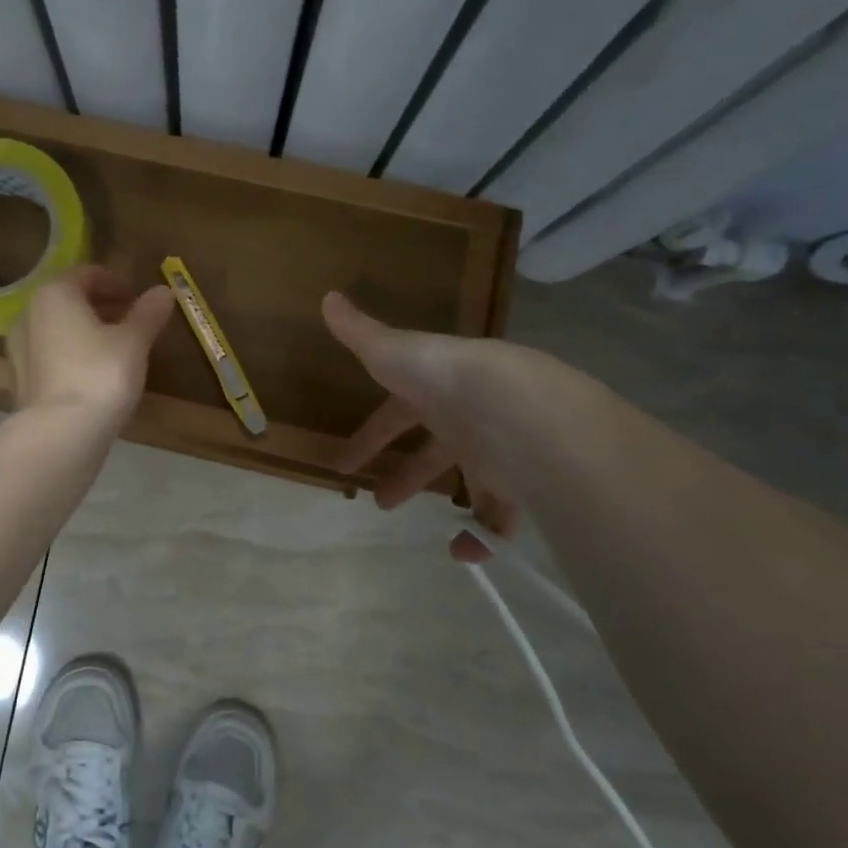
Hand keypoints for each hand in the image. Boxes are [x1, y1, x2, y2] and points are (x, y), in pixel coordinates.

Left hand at [8, 267, 174, 431]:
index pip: (88, 274)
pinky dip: (73, 355)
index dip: (117, 283)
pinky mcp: (20, 380)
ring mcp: (19, 349)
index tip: (139, 300)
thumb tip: (164, 291)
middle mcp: (29, 314)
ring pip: (59, 329)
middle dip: (102, 307)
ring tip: (118, 350)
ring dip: (87, 332)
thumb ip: (148, 313)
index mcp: (54, 294)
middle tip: (132, 323)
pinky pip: (51, 356)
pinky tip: (95, 375)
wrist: (60, 434)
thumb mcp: (134, 342)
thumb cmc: (100, 375)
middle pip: (70, 300)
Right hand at [322, 291, 522, 560]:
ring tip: (443, 541)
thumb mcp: (392, 352)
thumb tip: (327, 297)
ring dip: (456, 510)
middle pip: (434, 452)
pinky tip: (467, 551)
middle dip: (407, 476)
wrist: (514, 406)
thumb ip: (359, 333)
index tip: (345, 463)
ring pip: (476, 484)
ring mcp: (496, 452)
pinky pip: (505, 516)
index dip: (370, 437)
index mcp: (434, 392)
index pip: (395, 415)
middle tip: (381, 502)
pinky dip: (489, 536)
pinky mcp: (520, 484)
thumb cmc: (443, 377)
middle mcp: (467, 420)